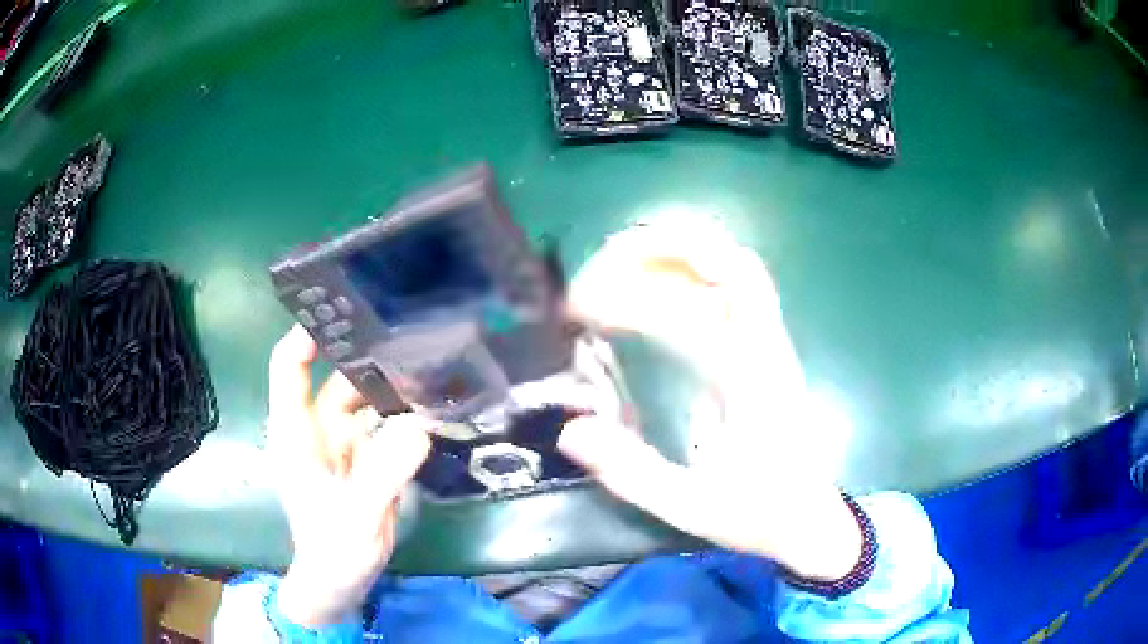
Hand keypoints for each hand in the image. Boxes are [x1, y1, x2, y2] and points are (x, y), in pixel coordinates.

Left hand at [266, 326, 431, 626]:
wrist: (341, 582)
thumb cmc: (333, 550)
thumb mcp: (356, 515)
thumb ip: (384, 473)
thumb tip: (419, 425)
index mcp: (297, 433)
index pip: (289, 368)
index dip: (306, 334)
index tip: (342, 307)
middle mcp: (317, 428)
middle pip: (336, 376)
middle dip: (366, 353)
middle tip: (409, 329)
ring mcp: (342, 442)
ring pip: (364, 398)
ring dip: (391, 382)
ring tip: (429, 359)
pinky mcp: (364, 457)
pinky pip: (384, 423)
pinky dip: (404, 411)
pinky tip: (431, 401)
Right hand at [563, 221, 860, 580]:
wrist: (813, 522)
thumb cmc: (760, 516)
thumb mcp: (692, 509)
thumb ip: (632, 474)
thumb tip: (570, 430)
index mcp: (753, 386)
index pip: (694, 313)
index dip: (630, 299)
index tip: (580, 310)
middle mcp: (768, 350)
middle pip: (732, 262)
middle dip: (666, 247)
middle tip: (605, 259)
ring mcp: (772, 345)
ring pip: (738, 266)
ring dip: (681, 251)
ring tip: (623, 259)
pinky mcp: (767, 351)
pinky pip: (737, 289)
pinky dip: (695, 271)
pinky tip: (659, 285)